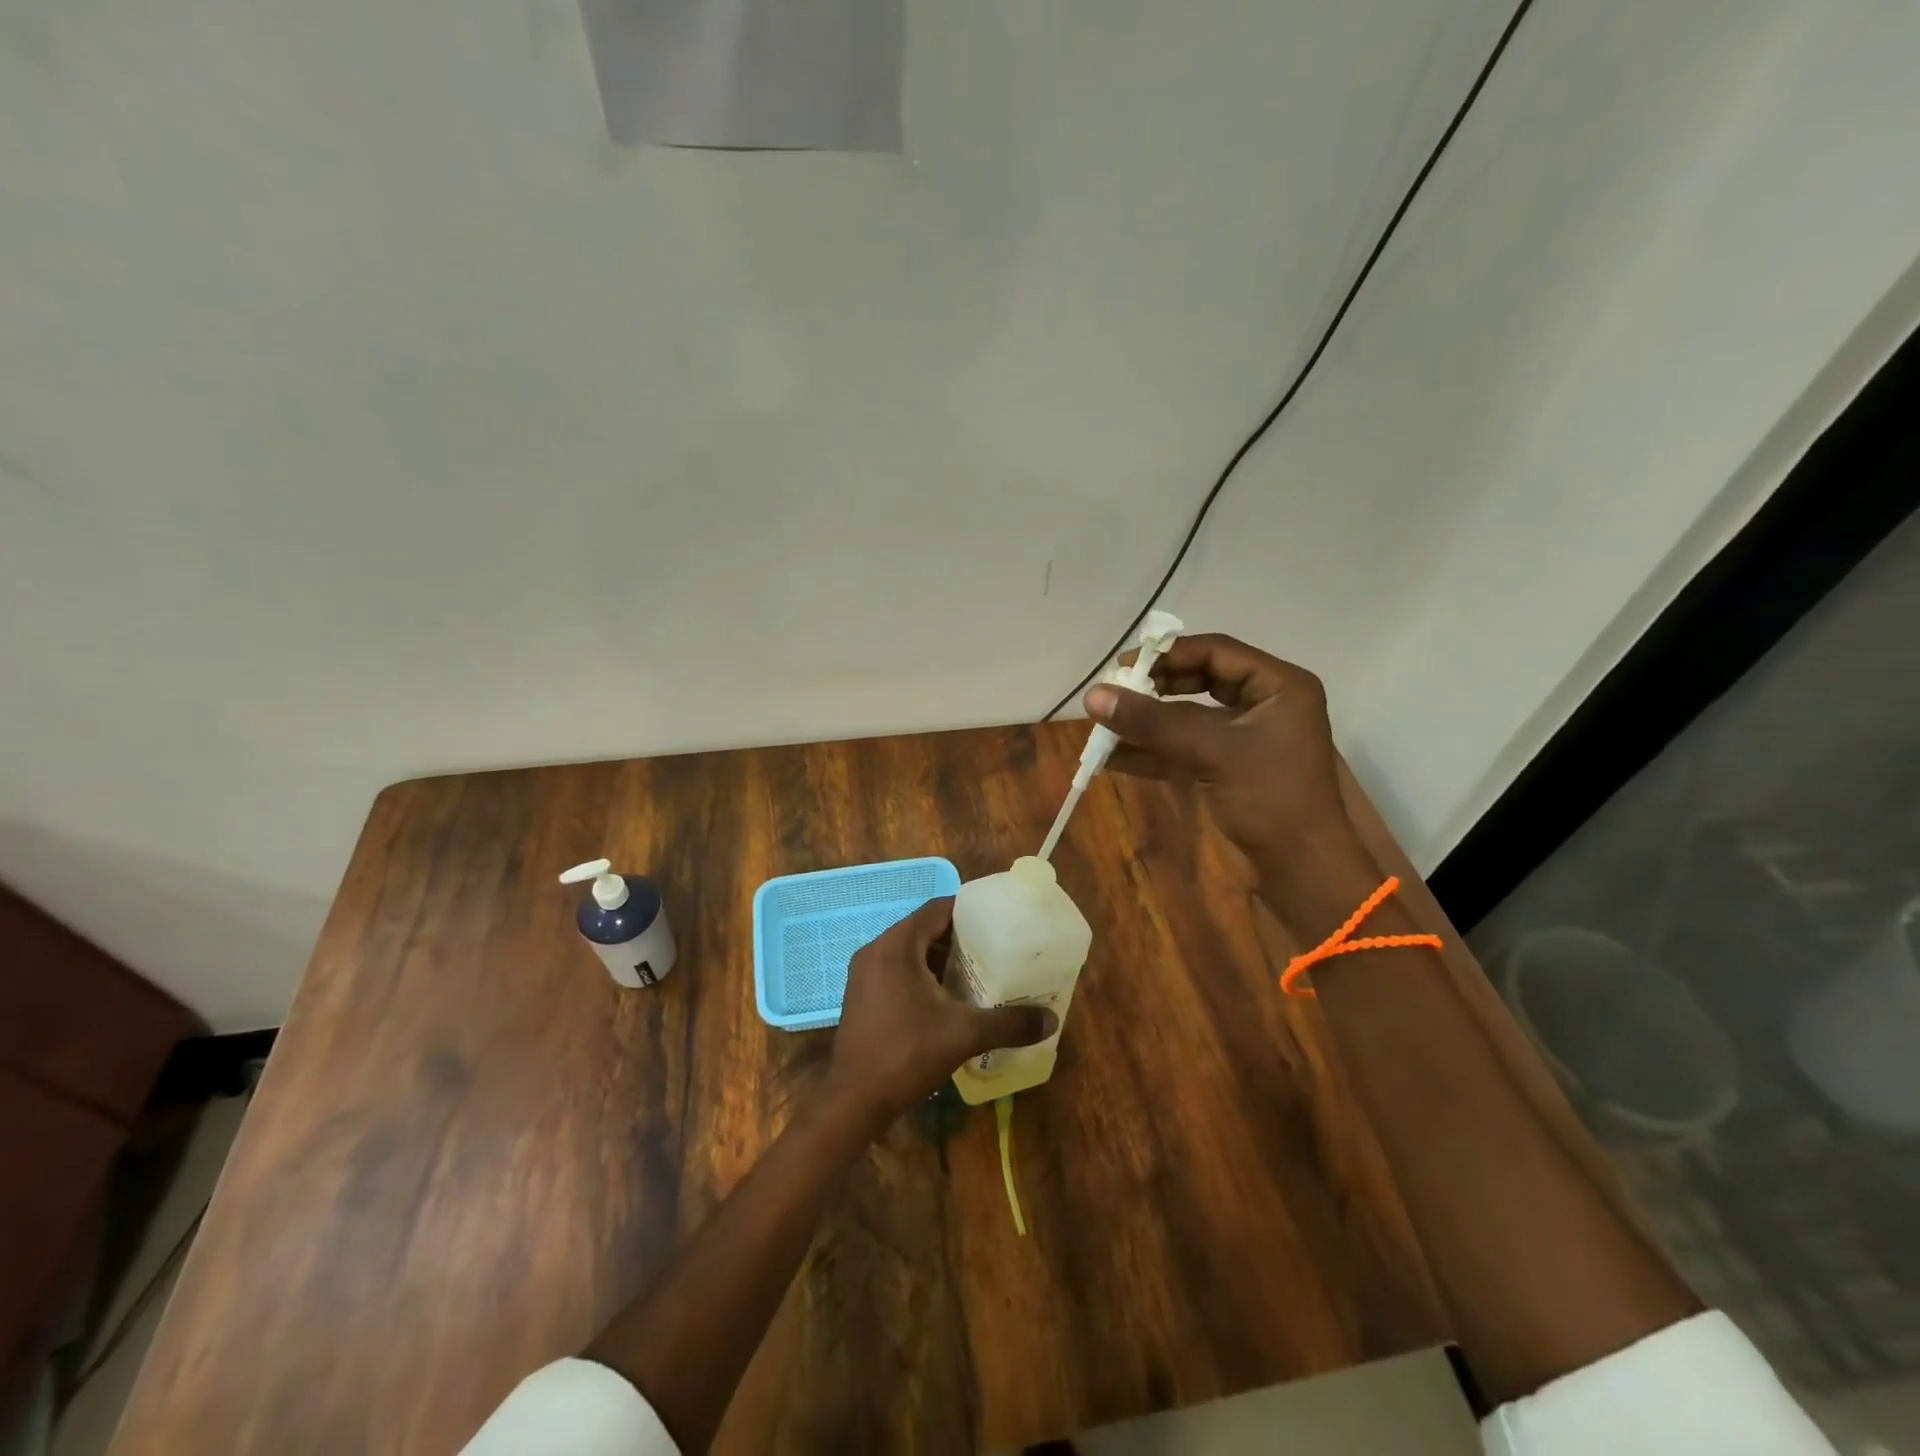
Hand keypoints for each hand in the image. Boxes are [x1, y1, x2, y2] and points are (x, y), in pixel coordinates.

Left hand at [824, 897, 1056, 1122]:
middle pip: (923, 928)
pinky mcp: (861, 995)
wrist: (854, 1101)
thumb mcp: (964, 1034)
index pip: (937, 909)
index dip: (967, 911)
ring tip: (975, 972)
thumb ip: (1008, 1023)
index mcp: (897, 945)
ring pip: (909, 951)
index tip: (997, 921)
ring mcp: (864, 973)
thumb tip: (1050, 1021)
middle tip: (992, 948)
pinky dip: (921, 974)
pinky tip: (945, 998)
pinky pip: (896, 969)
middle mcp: (876, 950)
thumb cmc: (907, 1054)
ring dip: (939, 958)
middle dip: (957, 937)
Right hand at [1083, 633, 1354, 863]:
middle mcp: (1263, 704)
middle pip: (1199, 681)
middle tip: (1114, 693)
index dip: (1168, 655)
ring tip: (1102, 726)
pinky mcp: (1228, 767)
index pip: (1216, 651)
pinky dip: (1152, 752)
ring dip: (1147, 723)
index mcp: (1278, 686)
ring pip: (1187, 717)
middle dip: (1154, 689)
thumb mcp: (1212, 752)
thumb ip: (1153, 722)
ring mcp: (1244, 737)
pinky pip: (1185, 748)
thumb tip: (1093, 697)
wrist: (1300, 869)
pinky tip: (1112, 757)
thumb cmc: (1270, 798)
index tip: (1123, 665)